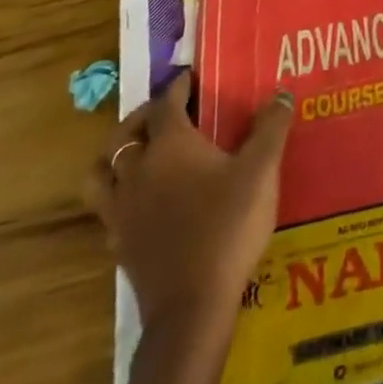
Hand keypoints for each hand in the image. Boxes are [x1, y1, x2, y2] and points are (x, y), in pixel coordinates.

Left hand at [86, 70, 294, 331]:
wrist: (193, 306)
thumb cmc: (228, 226)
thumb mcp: (261, 170)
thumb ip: (271, 128)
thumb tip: (281, 93)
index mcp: (170, 146)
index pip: (166, 104)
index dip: (177, 87)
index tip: (190, 77)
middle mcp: (138, 171)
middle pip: (124, 134)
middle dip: (142, 117)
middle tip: (165, 111)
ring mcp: (122, 210)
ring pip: (101, 173)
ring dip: (115, 155)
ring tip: (137, 152)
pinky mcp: (120, 244)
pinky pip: (108, 209)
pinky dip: (119, 195)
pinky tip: (141, 202)